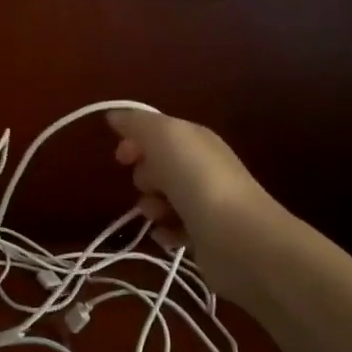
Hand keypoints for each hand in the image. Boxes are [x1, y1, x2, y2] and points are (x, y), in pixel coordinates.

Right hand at [106, 109, 288, 303]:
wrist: (236, 236)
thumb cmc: (197, 180)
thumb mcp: (164, 137)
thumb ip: (137, 123)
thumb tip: (115, 115)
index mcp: (195, 140)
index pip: (158, 133)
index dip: (135, 142)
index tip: (121, 158)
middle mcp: (202, 167)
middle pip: (157, 168)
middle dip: (144, 177)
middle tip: (151, 186)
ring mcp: (204, 202)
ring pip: (160, 200)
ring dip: (151, 207)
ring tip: (160, 215)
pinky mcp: (204, 234)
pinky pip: (171, 229)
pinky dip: (165, 232)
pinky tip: (168, 235)